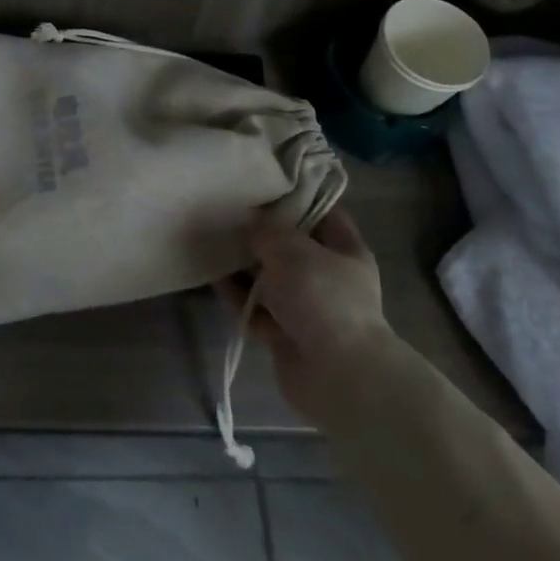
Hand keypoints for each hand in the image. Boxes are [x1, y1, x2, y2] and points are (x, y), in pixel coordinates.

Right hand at [219, 206, 389, 424]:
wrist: (337, 376)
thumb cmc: (322, 298)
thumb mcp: (292, 249)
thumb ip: (266, 230)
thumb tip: (249, 220)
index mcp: (346, 251)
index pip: (324, 213)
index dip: (298, 198)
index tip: (265, 185)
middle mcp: (330, 278)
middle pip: (293, 247)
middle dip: (263, 233)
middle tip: (230, 212)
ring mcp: (309, 309)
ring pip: (272, 279)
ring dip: (246, 266)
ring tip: (214, 241)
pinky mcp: (287, 336)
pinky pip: (257, 309)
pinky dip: (238, 296)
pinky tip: (213, 277)